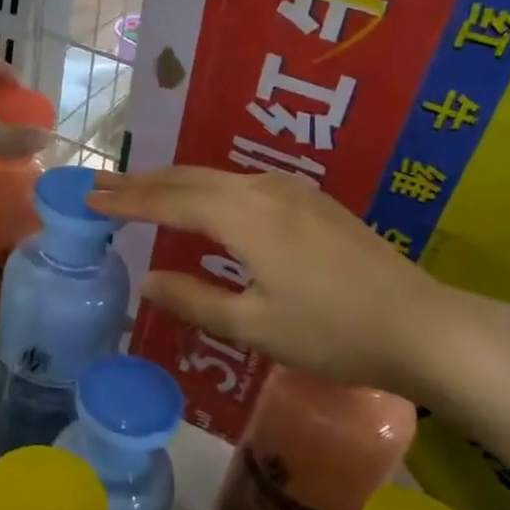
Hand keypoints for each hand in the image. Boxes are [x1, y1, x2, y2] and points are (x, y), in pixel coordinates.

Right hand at [89, 166, 480, 400]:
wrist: (423, 325)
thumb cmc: (334, 332)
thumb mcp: (255, 326)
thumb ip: (194, 300)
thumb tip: (146, 282)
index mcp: (243, 215)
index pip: (167, 199)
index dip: (124, 200)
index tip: (86, 197)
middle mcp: (262, 188)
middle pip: (187, 177)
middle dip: (141, 181)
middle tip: (100, 184)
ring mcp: (291, 190)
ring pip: (215, 177)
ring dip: (173, 183)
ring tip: (139, 190)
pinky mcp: (311, 201)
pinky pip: (240, 184)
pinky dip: (204, 189)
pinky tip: (201, 202)